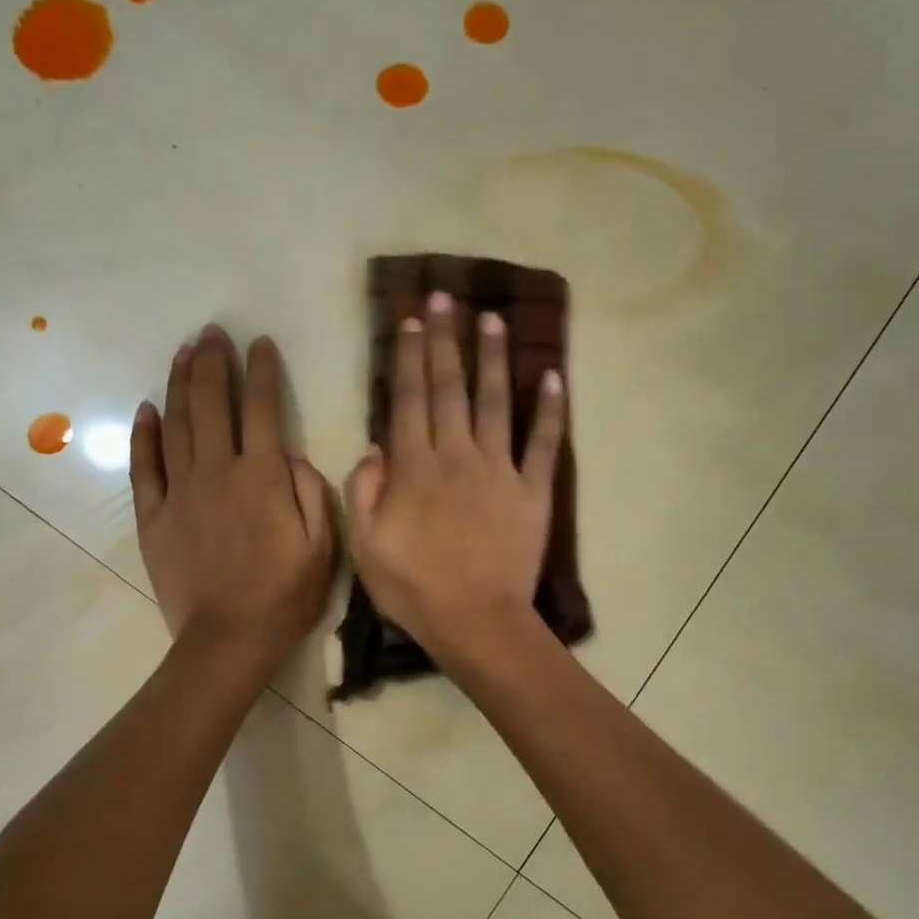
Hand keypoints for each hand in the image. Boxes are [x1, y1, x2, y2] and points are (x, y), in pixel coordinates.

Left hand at [131, 327, 336, 669]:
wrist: (228, 639)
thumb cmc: (285, 595)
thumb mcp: (323, 545)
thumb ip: (312, 492)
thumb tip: (294, 457)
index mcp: (263, 477)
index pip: (262, 408)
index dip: (262, 371)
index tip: (261, 343)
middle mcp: (217, 472)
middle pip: (212, 403)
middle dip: (214, 362)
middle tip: (213, 333)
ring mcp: (180, 492)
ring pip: (176, 424)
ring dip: (180, 383)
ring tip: (184, 352)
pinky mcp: (153, 516)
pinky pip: (143, 466)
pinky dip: (144, 433)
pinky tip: (147, 408)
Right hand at [345, 292, 565, 666]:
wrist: (477, 621)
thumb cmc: (415, 589)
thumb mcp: (365, 547)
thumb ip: (365, 491)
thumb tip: (374, 448)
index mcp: (415, 467)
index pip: (409, 398)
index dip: (410, 355)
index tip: (411, 319)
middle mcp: (458, 455)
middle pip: (450, 387)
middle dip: (446, 339)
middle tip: (446, 297)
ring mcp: (500, 470)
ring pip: (496, 402)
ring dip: (493, 358)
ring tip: (493, 318)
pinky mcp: (533, 491)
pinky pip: (543, 443)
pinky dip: (551, 410)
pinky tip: (553, 376)